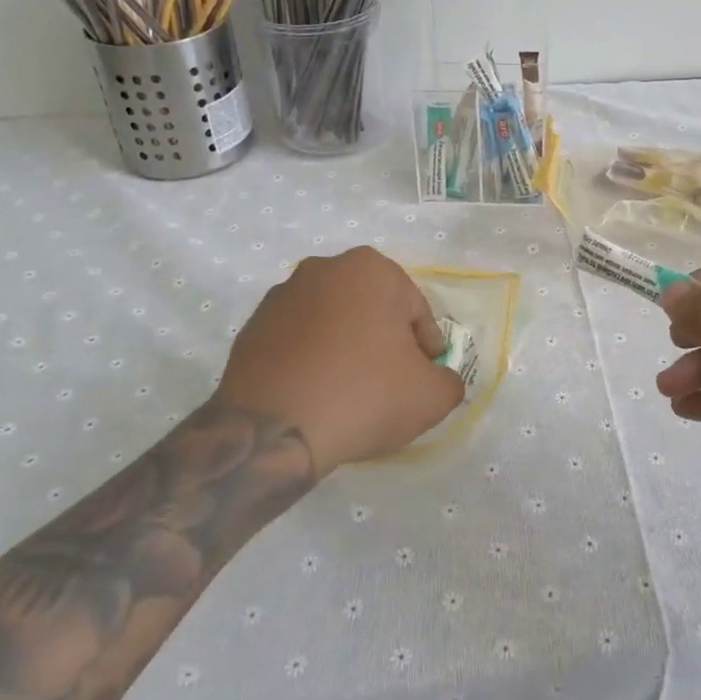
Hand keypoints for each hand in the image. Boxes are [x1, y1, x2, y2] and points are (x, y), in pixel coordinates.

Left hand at [219, 247, 465, 476]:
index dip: (425, 347)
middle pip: (372, 309)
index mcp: (372, 269)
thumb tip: (437, 379)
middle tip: (389, 383)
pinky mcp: (252, 326)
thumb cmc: (364, 395)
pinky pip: (298, 340)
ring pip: (333, 321)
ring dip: (345, 347)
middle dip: (383, 340)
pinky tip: (316, 393)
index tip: (423, 376)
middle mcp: (325, 269)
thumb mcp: (432, 396)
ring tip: (349, 391)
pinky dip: (311, 359)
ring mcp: (282, 295)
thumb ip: (448, 380)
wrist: (272, 430)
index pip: (415, 310)